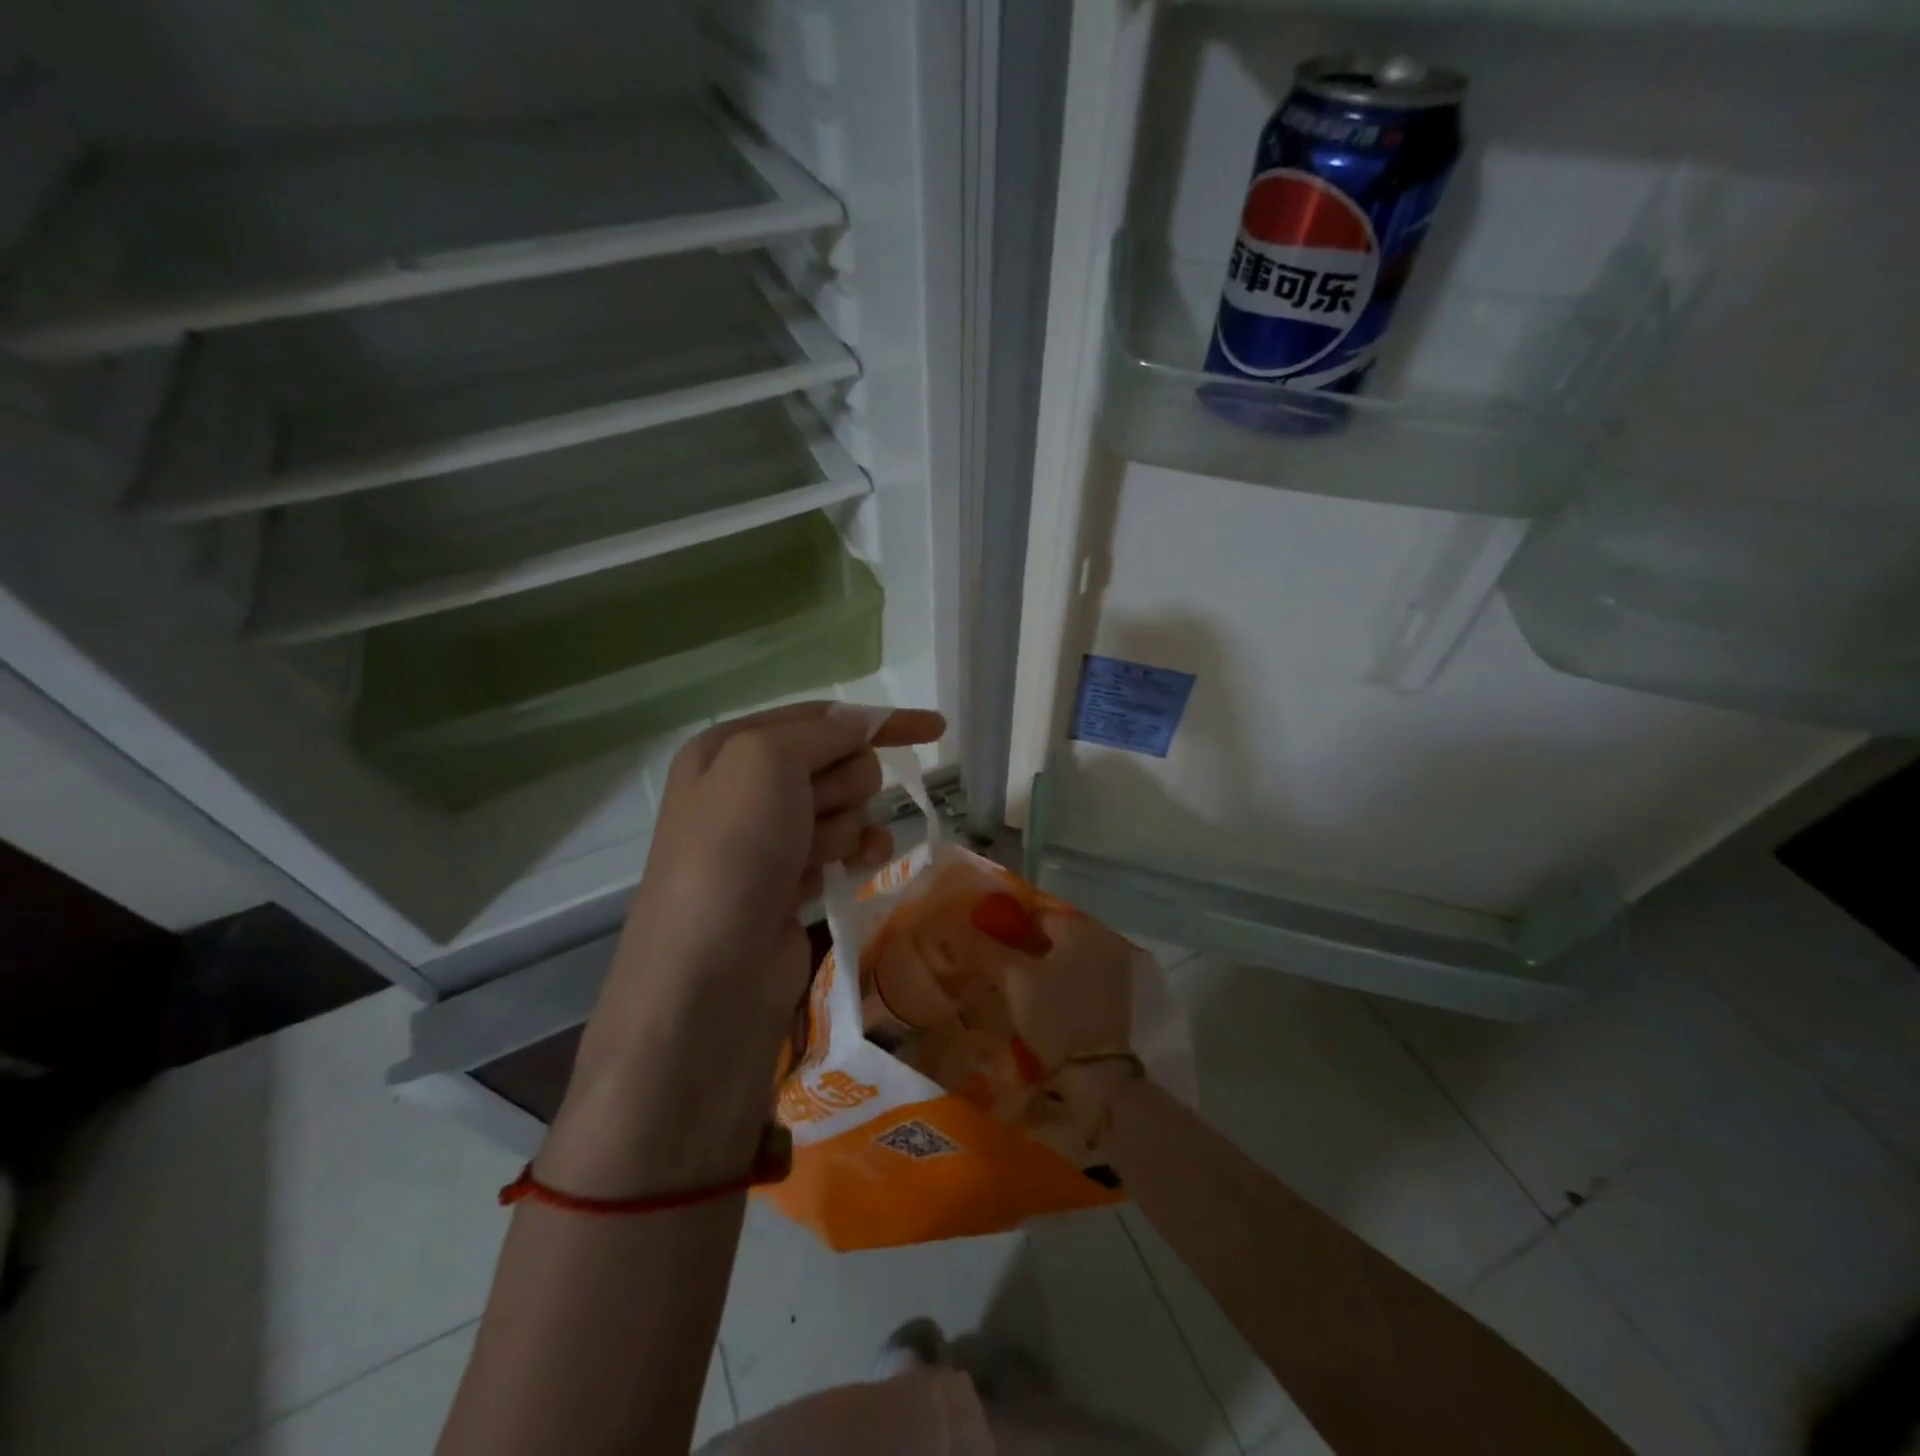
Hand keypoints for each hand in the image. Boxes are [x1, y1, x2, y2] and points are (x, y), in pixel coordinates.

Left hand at [547, 702, 943, 1193]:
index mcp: (728, 747)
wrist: (709, 973)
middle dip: (842, 786)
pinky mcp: (791, 879)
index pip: (820, 716)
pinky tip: (856, 867)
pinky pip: (843, 848)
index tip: (936, 728)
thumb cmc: (733, 850)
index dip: (879, 720)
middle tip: (815, 815)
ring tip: (812, 858)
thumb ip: (825, 732)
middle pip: (837, 762)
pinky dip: (855, 854)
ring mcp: (769, 837)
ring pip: (845, 807)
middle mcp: (745, 786)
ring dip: (842, 827)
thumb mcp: (767, 762)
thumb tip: (866, 724)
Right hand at [1000, 912, 1139, 1139]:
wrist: (1096, 1072)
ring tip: (1012, 986)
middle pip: (1051, 935)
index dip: (1006, 928)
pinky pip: (1078, 976)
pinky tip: (1040, 1001)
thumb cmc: (1054, 1014)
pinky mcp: (1115, 995)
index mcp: (1078, 926)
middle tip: (995, 967)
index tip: (984, 947)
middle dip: (1023, 948)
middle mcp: (1100, 938)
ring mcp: (1112, 967)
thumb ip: (986, 950)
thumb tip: (959, 928)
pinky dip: (1058, 982)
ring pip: (1064, 957)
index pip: (1034, 915)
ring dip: (1040, 966)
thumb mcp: (1014, 979)